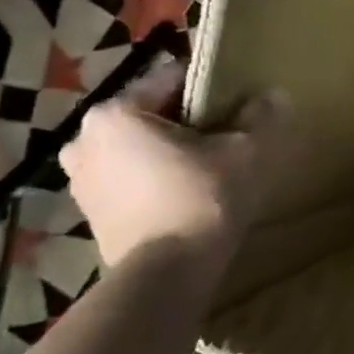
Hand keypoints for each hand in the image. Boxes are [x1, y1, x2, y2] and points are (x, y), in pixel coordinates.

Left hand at [60, 60, 288, 268]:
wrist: (167, 273)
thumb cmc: (202, 198)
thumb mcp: (246, 150)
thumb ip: (261, 115)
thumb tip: (273, 94)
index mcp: (116, 113)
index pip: (171, 79)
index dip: (210, 87)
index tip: (239, 102)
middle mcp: (84, 139)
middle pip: (151, 115)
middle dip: (187, 122)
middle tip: (227, 137)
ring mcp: (80, 179)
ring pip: (138, 148)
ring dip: (169, 151)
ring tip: (209, 167)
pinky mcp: (90, 212)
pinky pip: (129, 178)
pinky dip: (155, 179)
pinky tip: (187, 193)